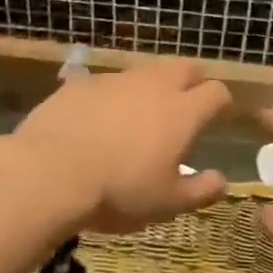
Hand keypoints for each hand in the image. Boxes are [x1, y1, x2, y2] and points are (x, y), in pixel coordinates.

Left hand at [11, 60, 232, 232]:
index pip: (216, 92)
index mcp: (182, 112)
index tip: (218, 116)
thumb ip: (200, 191)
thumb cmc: (119, 191)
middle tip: (186, 104)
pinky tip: (99, 119)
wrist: (50, 173)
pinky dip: (112, 96)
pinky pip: (107, 83)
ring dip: (151, 86)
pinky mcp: (81, 83)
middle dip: (192, 81)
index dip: (221, 103)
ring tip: (141, 113)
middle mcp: (154, 85)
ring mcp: (115, 80)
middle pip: (185, 67)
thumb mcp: (167, 204)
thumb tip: (222, 181)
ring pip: (144, 71)